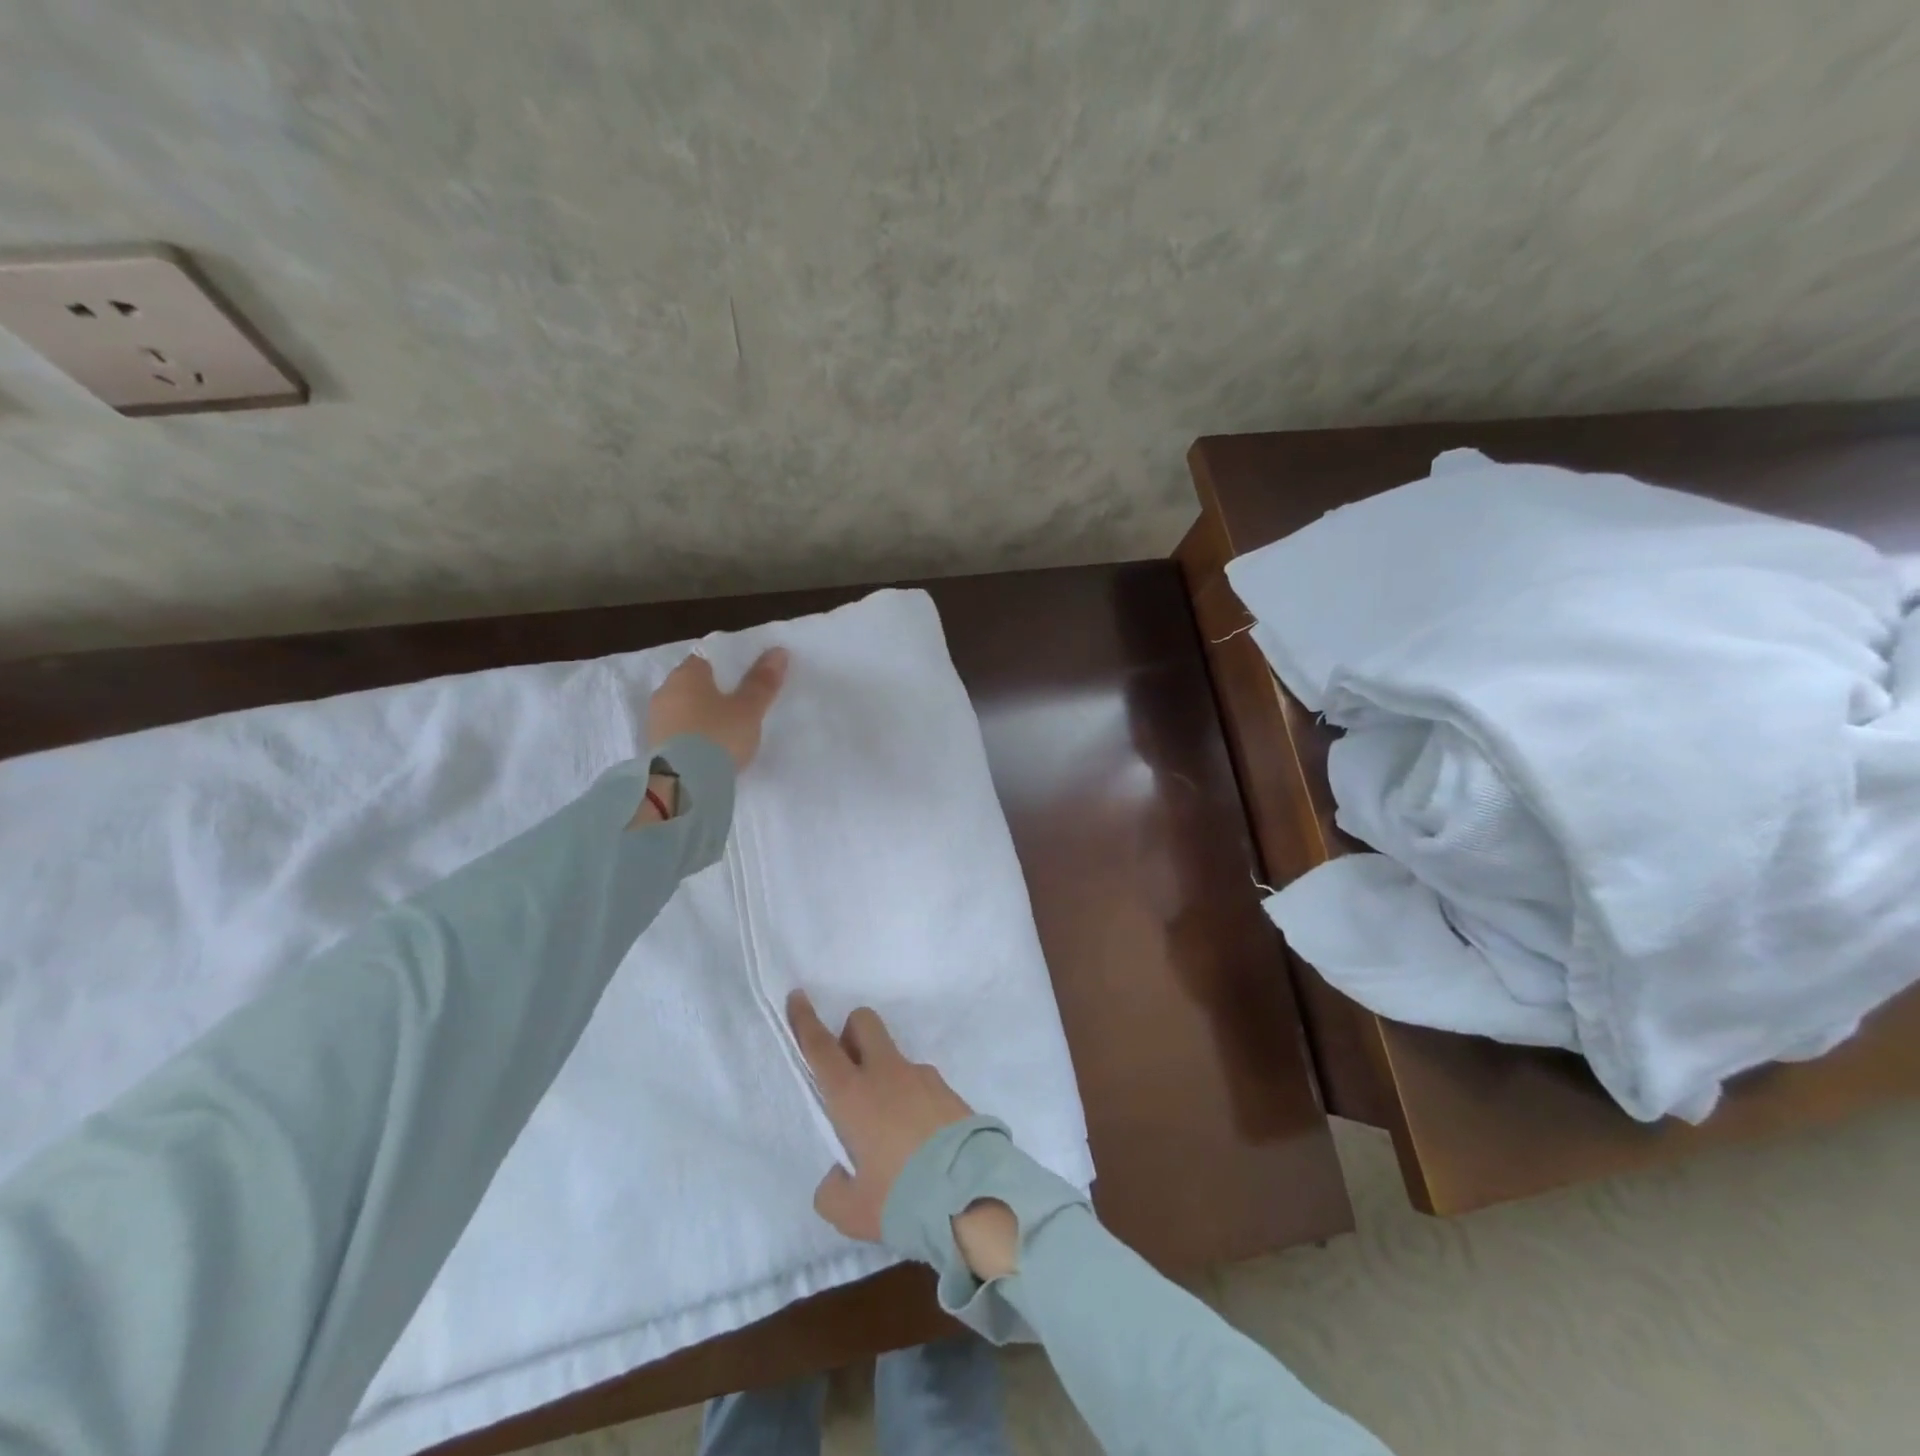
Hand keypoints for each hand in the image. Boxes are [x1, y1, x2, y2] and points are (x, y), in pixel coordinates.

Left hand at [647, 647, 788, 771]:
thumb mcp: (748, 710)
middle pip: (692, 684)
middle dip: (712, 692)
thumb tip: (778, 651)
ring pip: (683, 709)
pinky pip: (678, 733)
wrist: (684, 785)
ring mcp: (656, 721)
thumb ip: (762, 682)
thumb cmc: (719, 736)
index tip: (744, 678)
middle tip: (739, 705)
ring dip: (700, 716)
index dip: (726, 665)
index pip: (706, 658)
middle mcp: (665, 692)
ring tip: (726, 731)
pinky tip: (709, 749)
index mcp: (687, 674)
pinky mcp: (654, 748)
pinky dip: (692, 737)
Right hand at [787, 992, 1018, 1278]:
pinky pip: (921, 1084)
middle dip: (850, 1032)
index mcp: (853, 1095)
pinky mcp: (949, 1090)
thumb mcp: (852, 1211)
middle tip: (848, 1070)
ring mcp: (922, 1077)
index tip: (798, 996)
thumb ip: (833, 1191)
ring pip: (894, 1057)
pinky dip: (912, 1100)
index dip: (806, 1021)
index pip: (822, 1047)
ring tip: (890, 1132)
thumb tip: (839, 1176)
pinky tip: (920, 1142)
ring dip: (884, 1076)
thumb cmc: (901, 1198)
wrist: (971, 1195)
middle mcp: (886, 1074)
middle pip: (864, 1023)